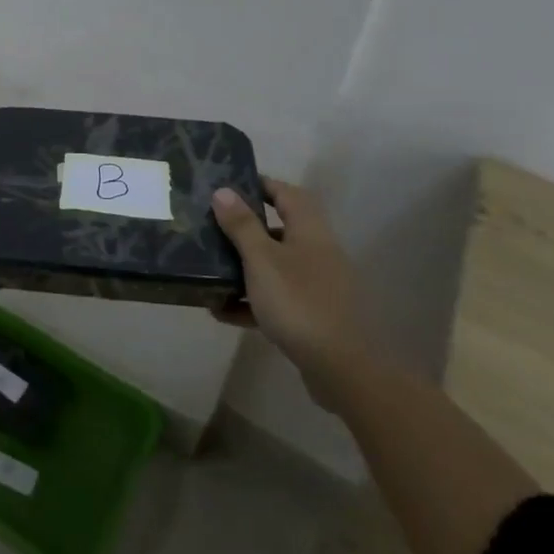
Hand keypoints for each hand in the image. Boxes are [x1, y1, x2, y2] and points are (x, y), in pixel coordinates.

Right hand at [211, 176, 372, 414]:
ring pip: (275, 267)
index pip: (286, 194)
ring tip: (210, 271)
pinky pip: (276, 300)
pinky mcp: (313, 318)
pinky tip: (222, 312)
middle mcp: (317, 253)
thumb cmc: (299, 302)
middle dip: (246, 229)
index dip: (261, 184)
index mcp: (309, 231)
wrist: (344, 369)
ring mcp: (317, 287)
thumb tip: (223, 191)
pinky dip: (251, 301)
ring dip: (244, 268)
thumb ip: (241, 225)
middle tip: (213, 228)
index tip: (229, 185)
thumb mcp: (261, 259)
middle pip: (279, 230)